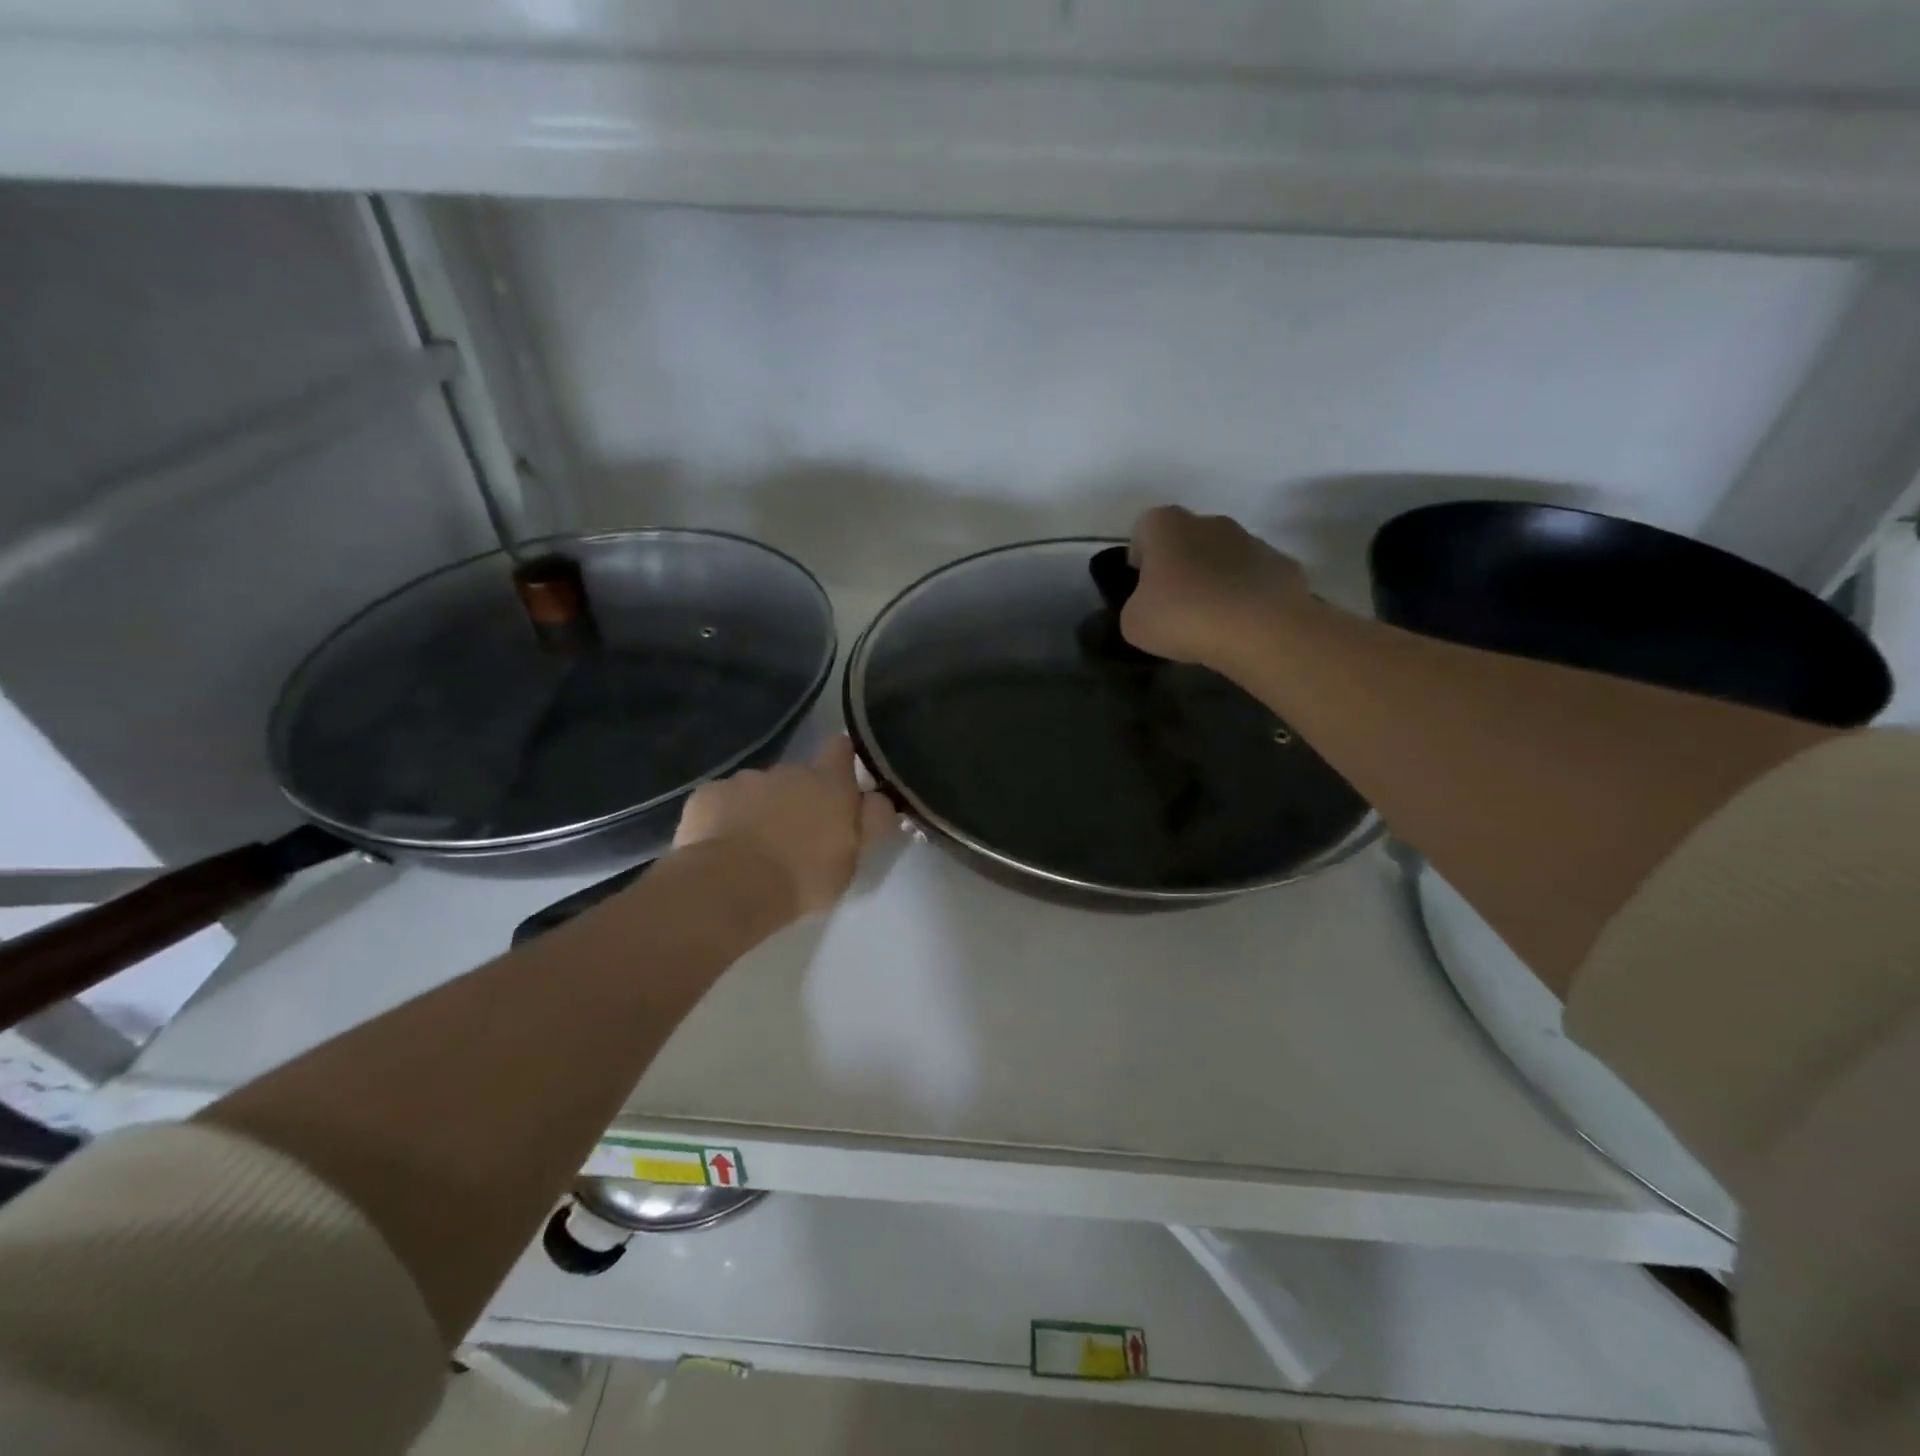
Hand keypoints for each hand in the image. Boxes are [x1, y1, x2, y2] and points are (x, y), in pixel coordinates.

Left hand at [674, 736, 895, 918]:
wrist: (732, 886)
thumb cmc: (804, 877)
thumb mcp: (853, 859)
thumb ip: (869, 823)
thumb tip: (879, 798)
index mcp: (829, 784)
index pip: (841, 749)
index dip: (841, 759)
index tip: (839, 779)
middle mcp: (788, 771)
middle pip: (797, 775)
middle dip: (797, 796)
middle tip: (794, 835)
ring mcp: (744, 780)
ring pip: (757, 789)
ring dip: (759, 808)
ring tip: (753, 847)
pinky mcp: (708, 795)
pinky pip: (721, 801)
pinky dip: (723, 818)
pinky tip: (721, 847)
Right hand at [1121, 506, 1310, 669]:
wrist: (1261, 631)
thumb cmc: (1184, 618)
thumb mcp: (1134, 623)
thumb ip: (1135, 606)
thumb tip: (1150, 606)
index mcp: (1167, 527)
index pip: (1145, 526)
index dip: (1140, 554)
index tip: (1141, 584)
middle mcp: (1210, 522)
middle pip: (1187, 538)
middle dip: (1179, 565)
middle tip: (1174, 604)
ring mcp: (1252, 541)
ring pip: (1223, 556)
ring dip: (1214, 579)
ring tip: (1210, 619)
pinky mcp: (1282, 565)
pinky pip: (1254, 578)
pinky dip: (1245, 595)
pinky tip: (1241, 624)